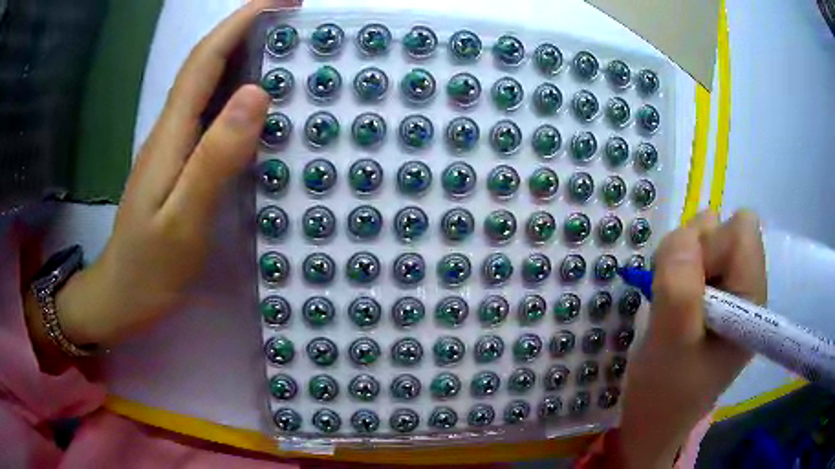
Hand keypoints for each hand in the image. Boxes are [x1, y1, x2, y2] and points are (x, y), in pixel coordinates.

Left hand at [48, 0, 296, 347]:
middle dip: (246, 28)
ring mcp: (174, 145)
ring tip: (285, 45)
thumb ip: (214, 159)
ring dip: (242, 54)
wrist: (122, 296)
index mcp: (170, 134)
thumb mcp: (183, 220)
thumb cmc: (150, 267)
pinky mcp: (179, 162)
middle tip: (292, 16)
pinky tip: (256, 97)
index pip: (205, 60)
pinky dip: (235, 90)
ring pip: (208, 84)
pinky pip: (209, 113)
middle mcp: (171, 128)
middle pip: (206, 63)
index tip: (281, 0)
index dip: (240, 22)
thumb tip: (255, 94)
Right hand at [619, 210, 766, 467]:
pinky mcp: (713, 294)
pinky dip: (677, 267)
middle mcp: (747, 287)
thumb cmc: (665, 393)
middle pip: (725, 227)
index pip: (742, 231)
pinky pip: (696, 254)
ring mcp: (730, 290)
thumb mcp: (671, 345)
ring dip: (681, 258)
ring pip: (707, 235)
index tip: (686, 287)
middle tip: (674, 294)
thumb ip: (680, 287)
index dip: (710, 247)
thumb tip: (684, 237)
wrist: (653, 421)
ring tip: (670, 299)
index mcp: (752, 300)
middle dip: (693, 250)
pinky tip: (671, 299)